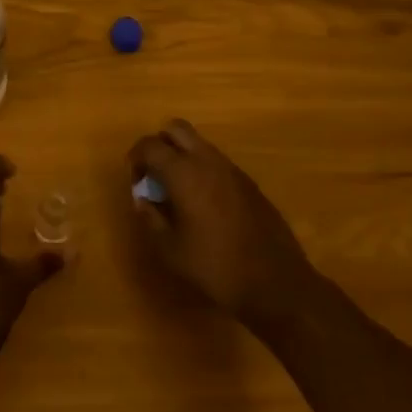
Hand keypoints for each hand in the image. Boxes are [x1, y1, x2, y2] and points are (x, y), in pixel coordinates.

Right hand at [128, 119, 322, 333]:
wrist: (276, 283)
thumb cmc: (216, 267)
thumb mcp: (171, 250)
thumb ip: (151, 218)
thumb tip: (142, 199)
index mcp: (184, 172)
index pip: (149, 145)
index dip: (136, 158)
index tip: (136, 181)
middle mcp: (207, 160)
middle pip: (176, 128)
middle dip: (159, 144)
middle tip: (154, 175)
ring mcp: (231, 169)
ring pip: (199, 143)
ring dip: (182, 155)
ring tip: (178, 191)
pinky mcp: (248, 182)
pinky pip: (217, 161)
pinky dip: (202, 169)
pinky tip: (204, 203)